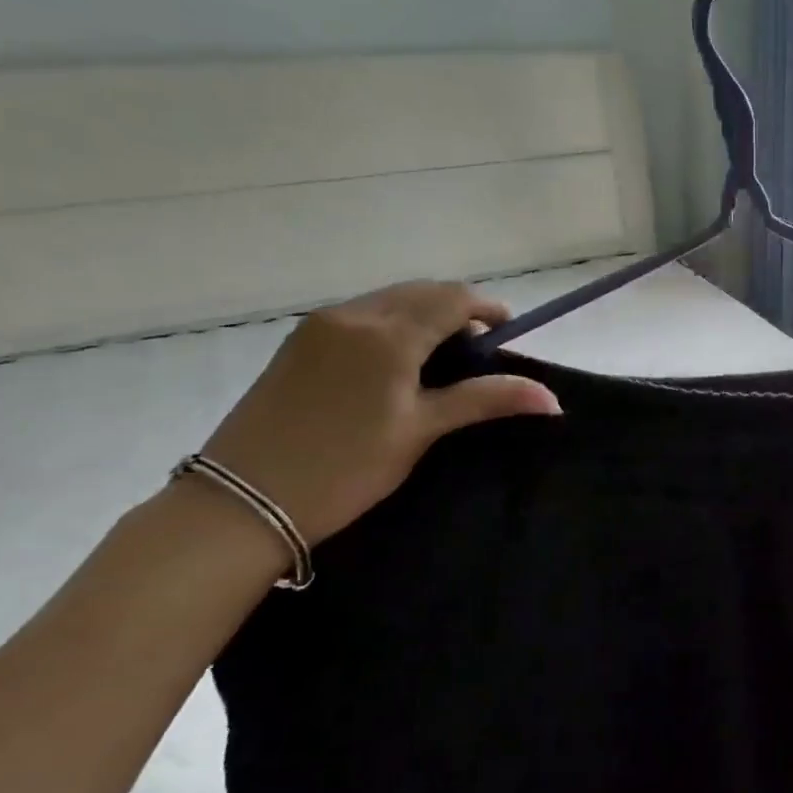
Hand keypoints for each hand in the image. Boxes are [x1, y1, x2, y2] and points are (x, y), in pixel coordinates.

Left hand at [197, 281, 560, 547]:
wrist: (241, 501)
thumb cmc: (344, 468)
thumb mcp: (421, 431)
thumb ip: (484, 400)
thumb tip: (551, 398)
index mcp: (388, 334)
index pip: (453, 298)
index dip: (488, 308)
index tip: (507, 333)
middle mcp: (353, 316)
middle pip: (421, 292)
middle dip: (457, 309)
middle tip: (478, 351)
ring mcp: (319, 326)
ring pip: (388, 301)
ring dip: (422, 315)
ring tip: (439, 359)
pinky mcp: (298, 343)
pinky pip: (360, 315)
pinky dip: (390, 324)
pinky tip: (394, 364)